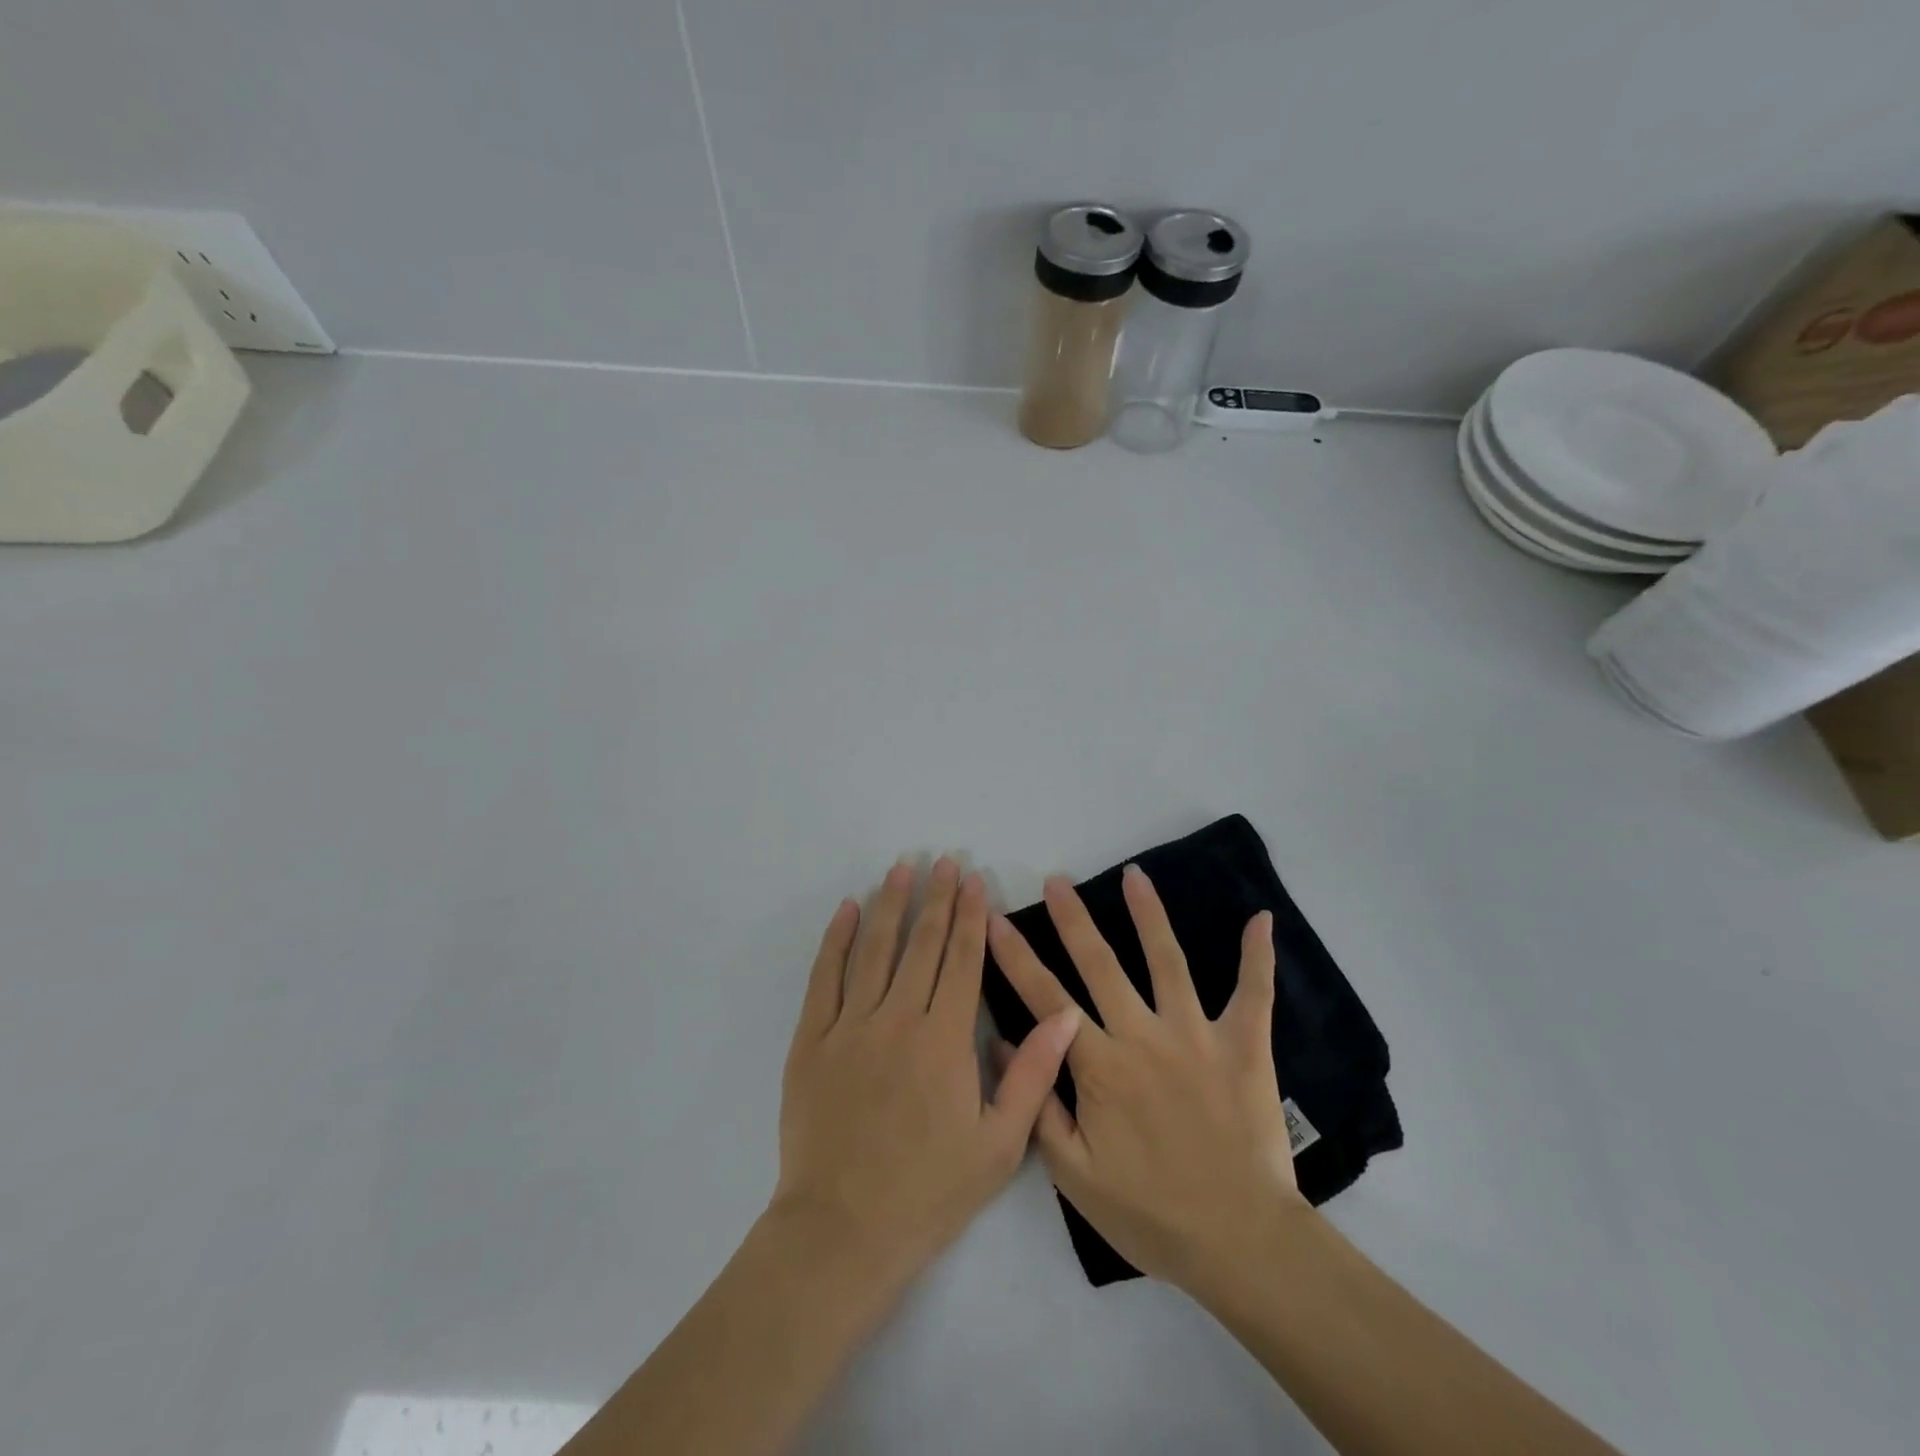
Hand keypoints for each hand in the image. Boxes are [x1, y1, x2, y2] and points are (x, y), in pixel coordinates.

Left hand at [773, 857, 1082, 1286]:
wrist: (842, 1231)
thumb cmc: (929, 1192)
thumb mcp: (999, 1146)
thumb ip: (1033, 1074)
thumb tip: (1065, 1014)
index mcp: (944, 1041)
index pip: (961, 961)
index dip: (970, 917)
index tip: (974, 881)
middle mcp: (897, 1020)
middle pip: (921, 944)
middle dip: (936, 899)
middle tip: (945, 860)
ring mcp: (849, 1027)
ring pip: (874, 950)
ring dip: (890, 904)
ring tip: (901, 868)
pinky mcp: (812, 1041)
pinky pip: (824, 978)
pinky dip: (836, 940)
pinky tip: (847, 911)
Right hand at [987, 865, 1307, 1289]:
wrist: (1239, 1243)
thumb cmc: (1151, 1213)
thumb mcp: (1074, 1176)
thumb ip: (1038, 1104)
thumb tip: (1005, 1042)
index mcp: (1100, 1065)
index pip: (1046, 998)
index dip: (1015, 956)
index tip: (994, 918)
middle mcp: (1144, 1035)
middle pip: (1100, 964)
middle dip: (1072, 919)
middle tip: (1055, 880)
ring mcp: (1196, 1034)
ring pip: (1167, 961)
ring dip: (1148, 914)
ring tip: (1134, 875)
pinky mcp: (1243, 1045)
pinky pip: (1253, 993)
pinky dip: (1257, 956)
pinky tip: (1259, 919)